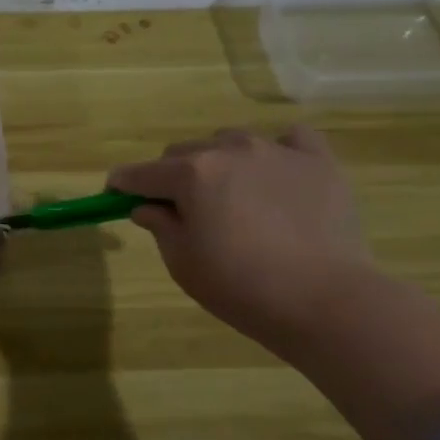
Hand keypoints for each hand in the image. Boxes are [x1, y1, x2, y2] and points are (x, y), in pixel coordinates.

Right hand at [107, 126, 374, 346]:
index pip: (139, 173)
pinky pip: (290, 139)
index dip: (121, 186)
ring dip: (219, 162)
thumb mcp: (183, 263)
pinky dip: (276, 151)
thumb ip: (159, 226)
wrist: (326, 300)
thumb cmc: (241, 286)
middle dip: (171, 176)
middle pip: (183, 152)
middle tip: (179, 210)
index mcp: (190, 174)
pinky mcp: (318, 161)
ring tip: (231, 195)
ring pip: (231, 142)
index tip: (114, 198)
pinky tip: (277, 175)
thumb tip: (147, 207)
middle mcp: (229, 150)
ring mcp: (277, 151)